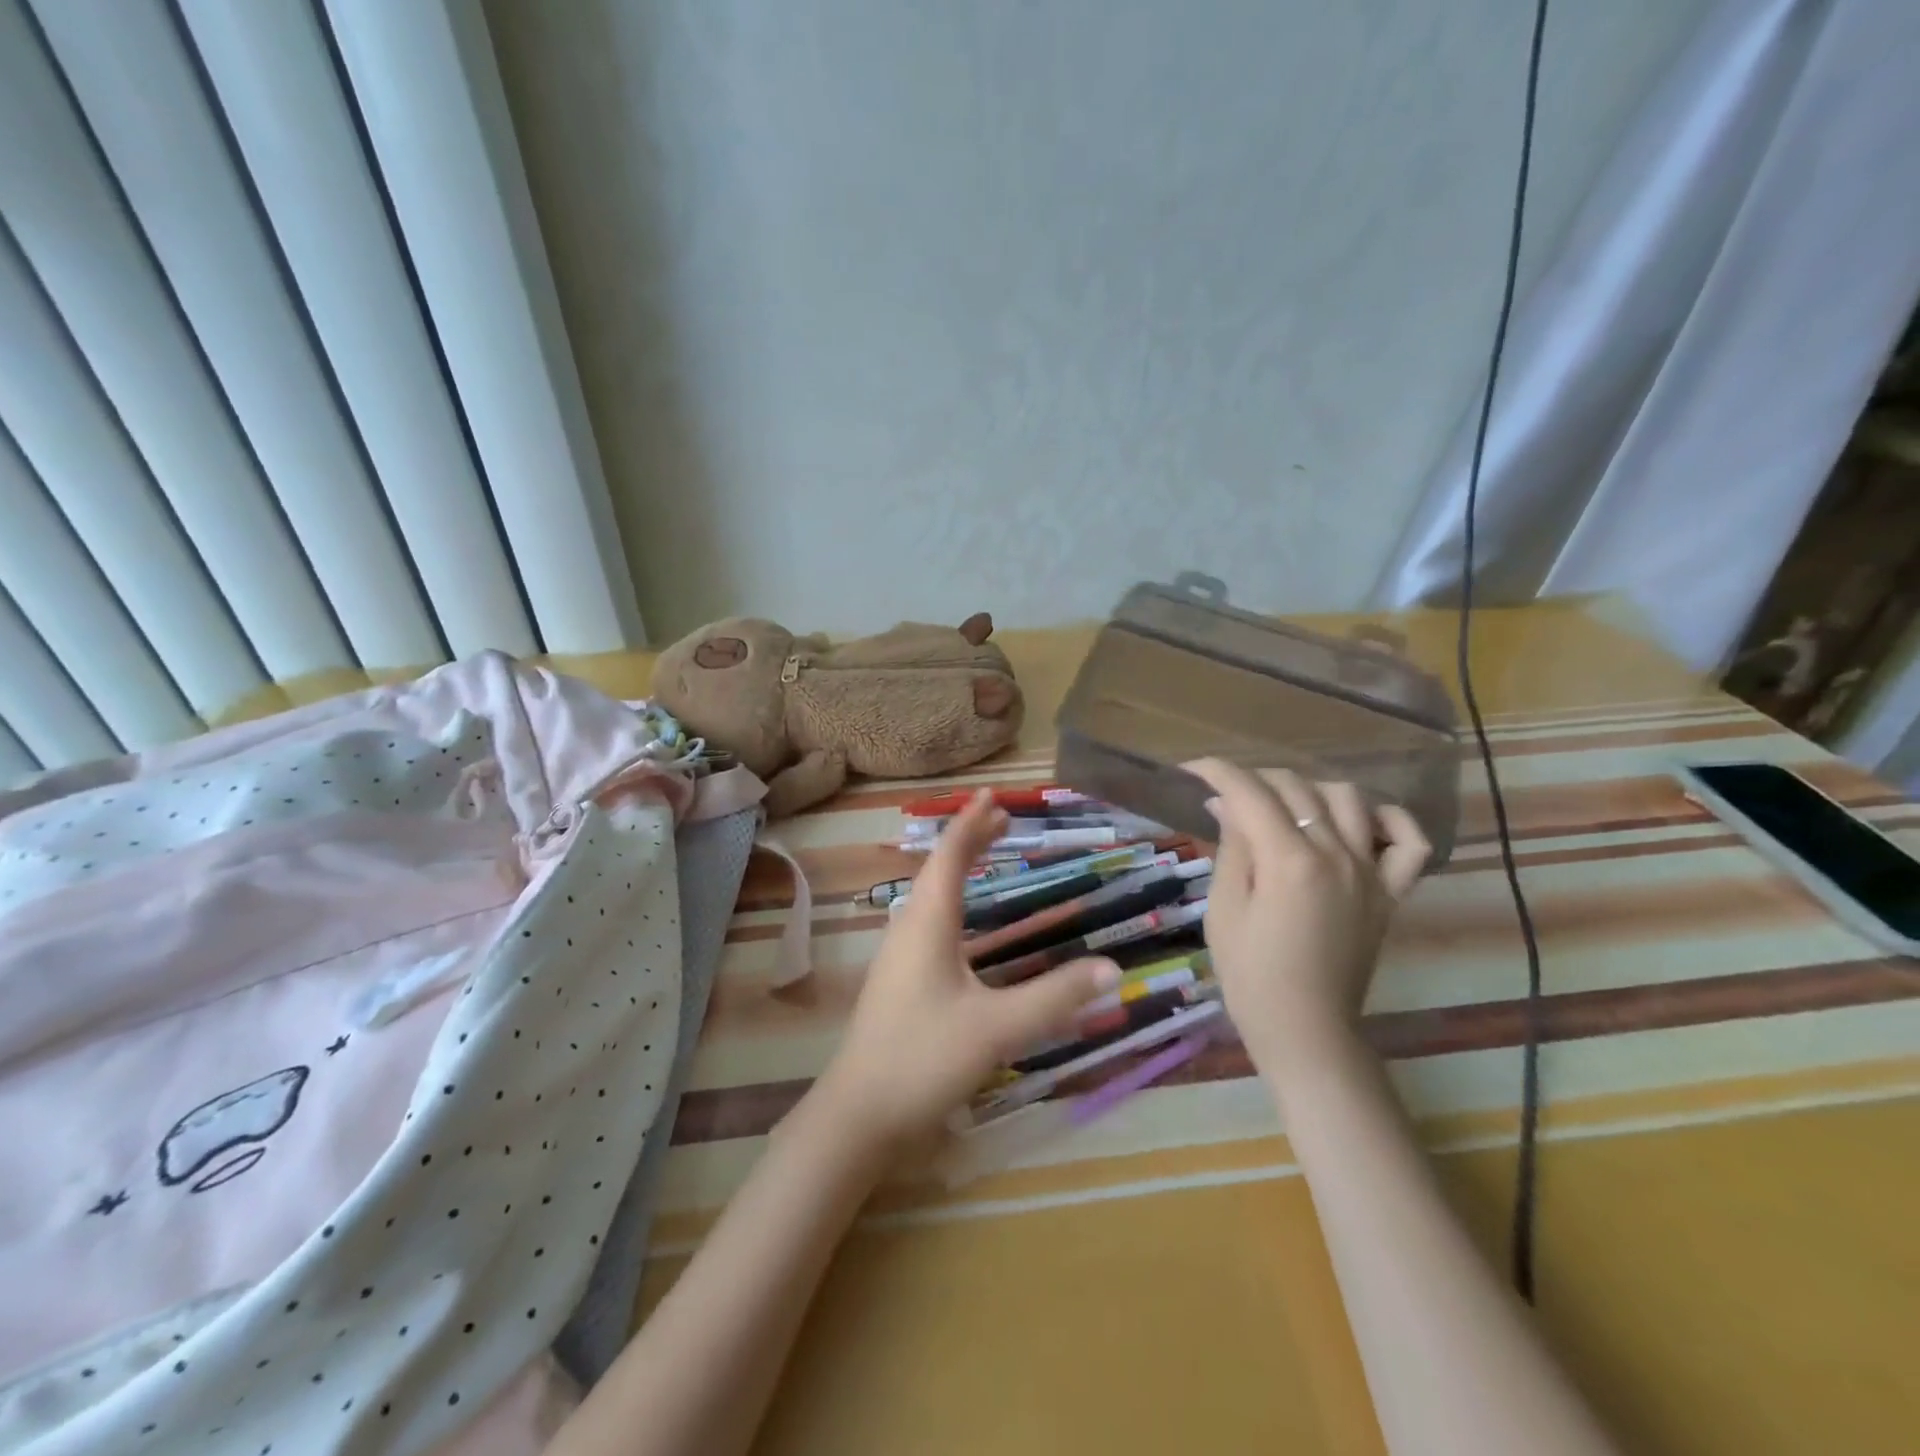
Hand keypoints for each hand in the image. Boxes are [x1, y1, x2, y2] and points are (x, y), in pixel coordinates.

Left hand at [809, 790, 1120, 1156]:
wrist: (859, 1114)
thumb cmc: (924, 1059)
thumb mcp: (997, 1028)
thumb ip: (1055, 998)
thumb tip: (1113, 968)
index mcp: (927, 924)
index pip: (950, 857)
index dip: (971, 823)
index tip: (992, 794)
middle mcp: (909, 929)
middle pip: (938, 870)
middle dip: (969, 840)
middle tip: (1002, 819)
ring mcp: (898, 956)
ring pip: (930, 895)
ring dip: (958, 869)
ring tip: (985, 853)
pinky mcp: (898, 981)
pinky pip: (928, 920)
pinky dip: (952, 901)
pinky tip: (965, 923)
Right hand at [1183, 760, 1429, 1084]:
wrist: (1305, 1028)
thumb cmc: (1250, 973)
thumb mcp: (1224, 908)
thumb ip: (1232, 847)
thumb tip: (1226, 803)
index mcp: (1288, 860)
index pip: (1249, 791)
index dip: (1216, 771)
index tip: (1191, 771)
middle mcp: (1336, 854)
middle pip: (1296, 786)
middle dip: (1253, 778)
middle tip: (1226, 794)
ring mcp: (1370, 871)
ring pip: (1348, 797)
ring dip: (1309, 789)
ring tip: (1282, 804)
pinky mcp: (1390, 892)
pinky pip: (1409, 841)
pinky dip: (1389, 818)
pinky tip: (1359, 819)